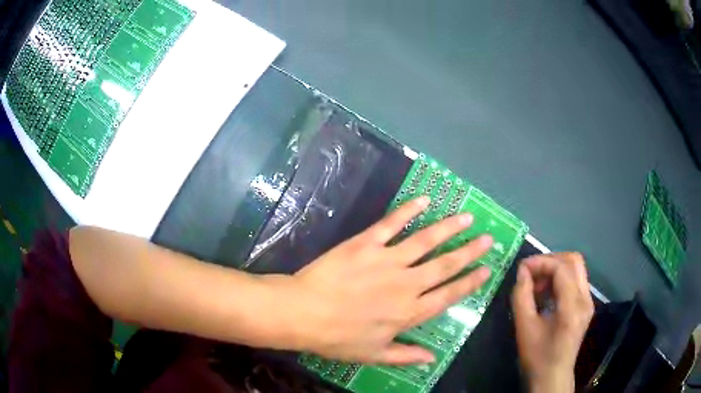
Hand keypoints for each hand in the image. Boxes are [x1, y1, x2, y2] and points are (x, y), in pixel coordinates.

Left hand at [265, 196, 492, 364]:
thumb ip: (406, 356)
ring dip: (449, 227)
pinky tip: (424, 200)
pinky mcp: (367, 243)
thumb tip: (432, 358)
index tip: (486, 270)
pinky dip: (409, 210)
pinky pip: (392, 223)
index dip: (470, 282)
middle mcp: (407, 284)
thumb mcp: (374, 354)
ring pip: (426, 240)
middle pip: (445, 265)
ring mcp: (388, 260)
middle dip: (469, 251)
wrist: (303, 313)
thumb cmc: (338, 338)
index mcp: (409, 312)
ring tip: (467, 217)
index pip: (449, 295)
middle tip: (488, 238)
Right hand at [511, 253, 594, 392]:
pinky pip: (575, 280)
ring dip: (555, 269)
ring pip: (576, 268)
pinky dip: (560, 279)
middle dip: (550, 260)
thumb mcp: (524, 327)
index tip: (522, 268)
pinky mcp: (586, 305)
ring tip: (537, 284)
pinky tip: (546, 293)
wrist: (553, 376)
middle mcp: (585, 299)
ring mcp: (588, 301)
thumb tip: (522, 272)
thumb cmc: (537, 356)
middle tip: (531, 273)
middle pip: (574, 261)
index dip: (541, 262)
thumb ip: (521, 296)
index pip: (562, 268)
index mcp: (572, 307)